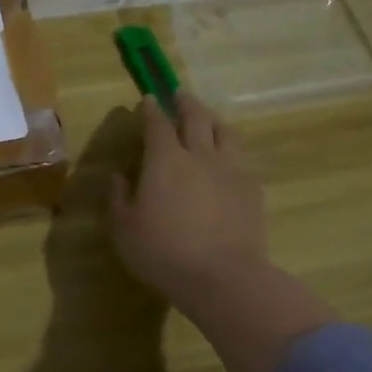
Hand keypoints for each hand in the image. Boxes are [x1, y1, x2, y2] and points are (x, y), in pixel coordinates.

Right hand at [110, 92, 270, 308]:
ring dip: (213, 120)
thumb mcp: (125, 229)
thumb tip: (118, 178)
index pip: (157, 124)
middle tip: (180, 94)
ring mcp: (231, 170)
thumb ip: (119, 199)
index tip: (148, 100)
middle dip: (185, 102)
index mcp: (165, 160)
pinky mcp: (252, 189)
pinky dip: (230, 151)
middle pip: (196, 117)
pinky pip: (240, 159)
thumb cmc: (164, 253)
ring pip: (225, 132)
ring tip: (208, 118)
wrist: (223, 277)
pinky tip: (227, 160)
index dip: (151, 109)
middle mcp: (200, 155)